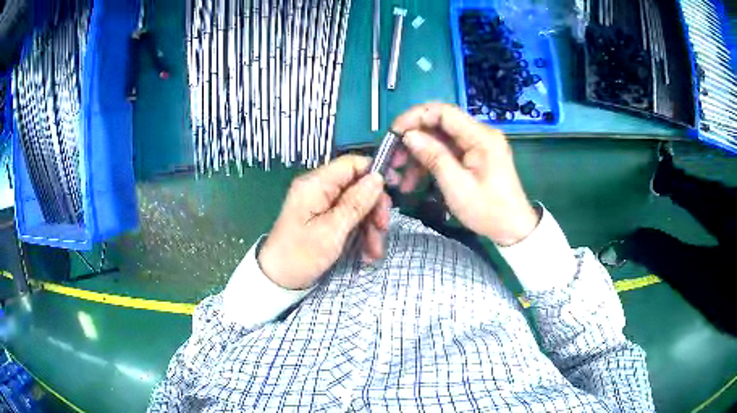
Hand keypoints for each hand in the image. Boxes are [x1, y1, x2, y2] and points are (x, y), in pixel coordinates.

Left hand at [258, 155, 391, 289]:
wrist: (278, 280)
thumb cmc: (301, 255)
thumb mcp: (332, 230)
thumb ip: (355, 202)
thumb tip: (378, 177)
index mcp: (315, 184)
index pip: (352, 163)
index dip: (374, 174)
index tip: (392, 194)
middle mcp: (318, 188)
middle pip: (357, 185)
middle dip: (373, 208)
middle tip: (383, 229)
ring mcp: (321, 204)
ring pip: (356, 204)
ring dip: (369, 226)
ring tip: (374, 252)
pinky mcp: (323, 218)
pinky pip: (348, 218)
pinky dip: (359, 233)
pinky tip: (366, 253)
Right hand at [389, 103, 538, 245]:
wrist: (513, 229)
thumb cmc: (488, 210)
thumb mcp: (457, 186)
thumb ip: (433, 156)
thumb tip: (409, 135)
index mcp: (481, 136)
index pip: (443, 111)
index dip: (415, 117)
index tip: (394, 132)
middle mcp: (480, 134)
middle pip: (440, 124)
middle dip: (413, 138)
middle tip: (394, 159)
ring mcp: (477, 145)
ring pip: (440, 139)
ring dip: (418, 154)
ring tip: (401, 177)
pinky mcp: (474, 156)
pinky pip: (447, 152)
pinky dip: (430, 163)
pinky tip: (415, 180)